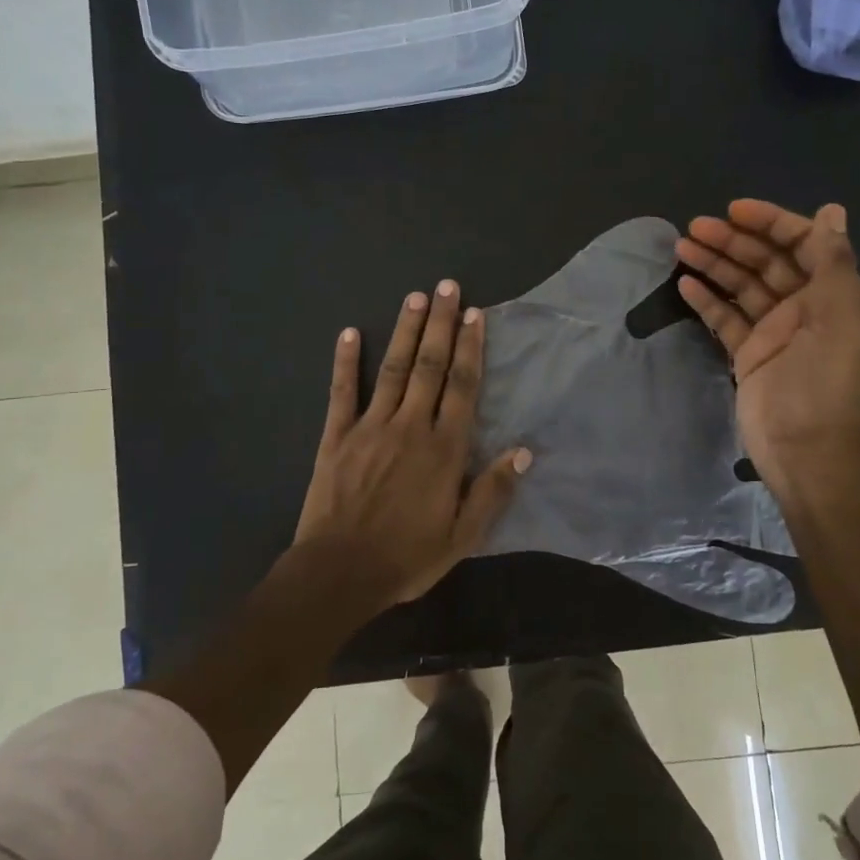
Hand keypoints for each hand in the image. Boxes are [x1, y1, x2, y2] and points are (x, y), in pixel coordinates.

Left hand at [294, 281, 530, 609]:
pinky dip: (345, 361)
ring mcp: (370, 427)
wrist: (339, 573)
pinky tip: (348, 332)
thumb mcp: (462, 536)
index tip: (476, 315)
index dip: (472, 348)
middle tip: (448, 287)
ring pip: (392, 369)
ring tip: (415, 297)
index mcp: (444, 449)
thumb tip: (524, 451)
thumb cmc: (407, 557)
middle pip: (429, 366)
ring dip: (405, 331)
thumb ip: (492, 491)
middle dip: (441, 324)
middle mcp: (410, 426)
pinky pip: (341, 392)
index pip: (463, 387)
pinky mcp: (336, 436)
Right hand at [675, 201, 859, 499]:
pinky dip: (707, 300)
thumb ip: (833, 260)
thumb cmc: (823, 377)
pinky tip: (685, 285)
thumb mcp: (839, 313)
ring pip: (741, 286)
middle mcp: (803, 306)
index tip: (734, 210)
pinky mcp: (747, 354)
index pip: (801, 243)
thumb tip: (832, 211)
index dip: (770, 222)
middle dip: (732, 241)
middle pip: (765, 262)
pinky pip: (725, 319)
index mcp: (831, 293)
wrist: (803, 445)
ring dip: (714, 264)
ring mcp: (773, 330)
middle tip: (694, 228)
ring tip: (681, 247)